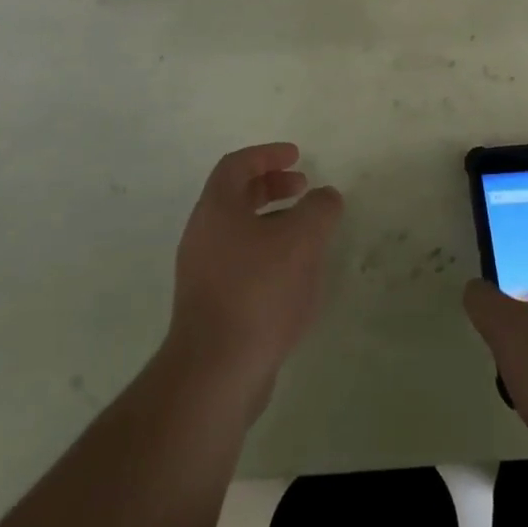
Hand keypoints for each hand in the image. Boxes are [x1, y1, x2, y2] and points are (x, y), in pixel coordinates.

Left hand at [166, 143, 343, 416]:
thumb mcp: (301, 240)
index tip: (297, 156)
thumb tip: (325, 196)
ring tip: (307, 234)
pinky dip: (268, 255)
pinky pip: (241, 264)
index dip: (268, 154)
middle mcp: (203, 235)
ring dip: (273, 223)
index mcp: (216, 209)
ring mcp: (202, 273)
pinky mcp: (211, 306)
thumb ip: (319, 209)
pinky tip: (295, 277)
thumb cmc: (258, 291)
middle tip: (304, 188)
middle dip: (272, 187)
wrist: (216, 372)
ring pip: (240, 232)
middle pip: (236, 196)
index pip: (237, 165)